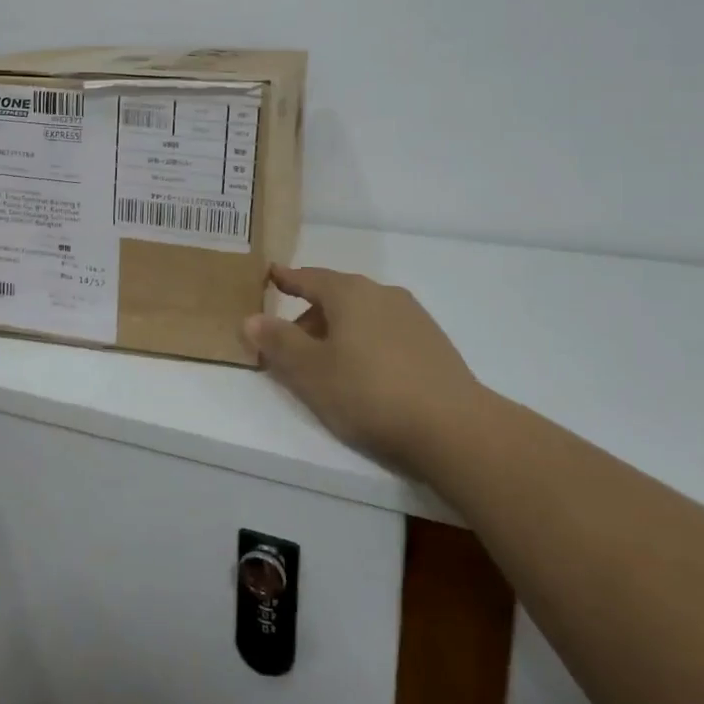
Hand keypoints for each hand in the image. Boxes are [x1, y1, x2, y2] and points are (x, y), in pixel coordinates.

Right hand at [241, 264, 489, 466]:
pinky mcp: (434, 344)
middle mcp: (382, 294)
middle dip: (311, 315)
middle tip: (290, 343)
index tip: (272, 276)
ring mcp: (413, 317)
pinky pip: (386, 333)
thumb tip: (250, 318)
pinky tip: (366, 375)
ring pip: (363, 316)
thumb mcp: (310, 371)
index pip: (309, 278)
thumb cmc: (369, 392)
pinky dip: (366, 343)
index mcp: (350, 293)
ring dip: (339, 332)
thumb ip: (278, 342)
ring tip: (327, 364)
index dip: (287, 279)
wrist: (454, 428)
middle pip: (336, 297)